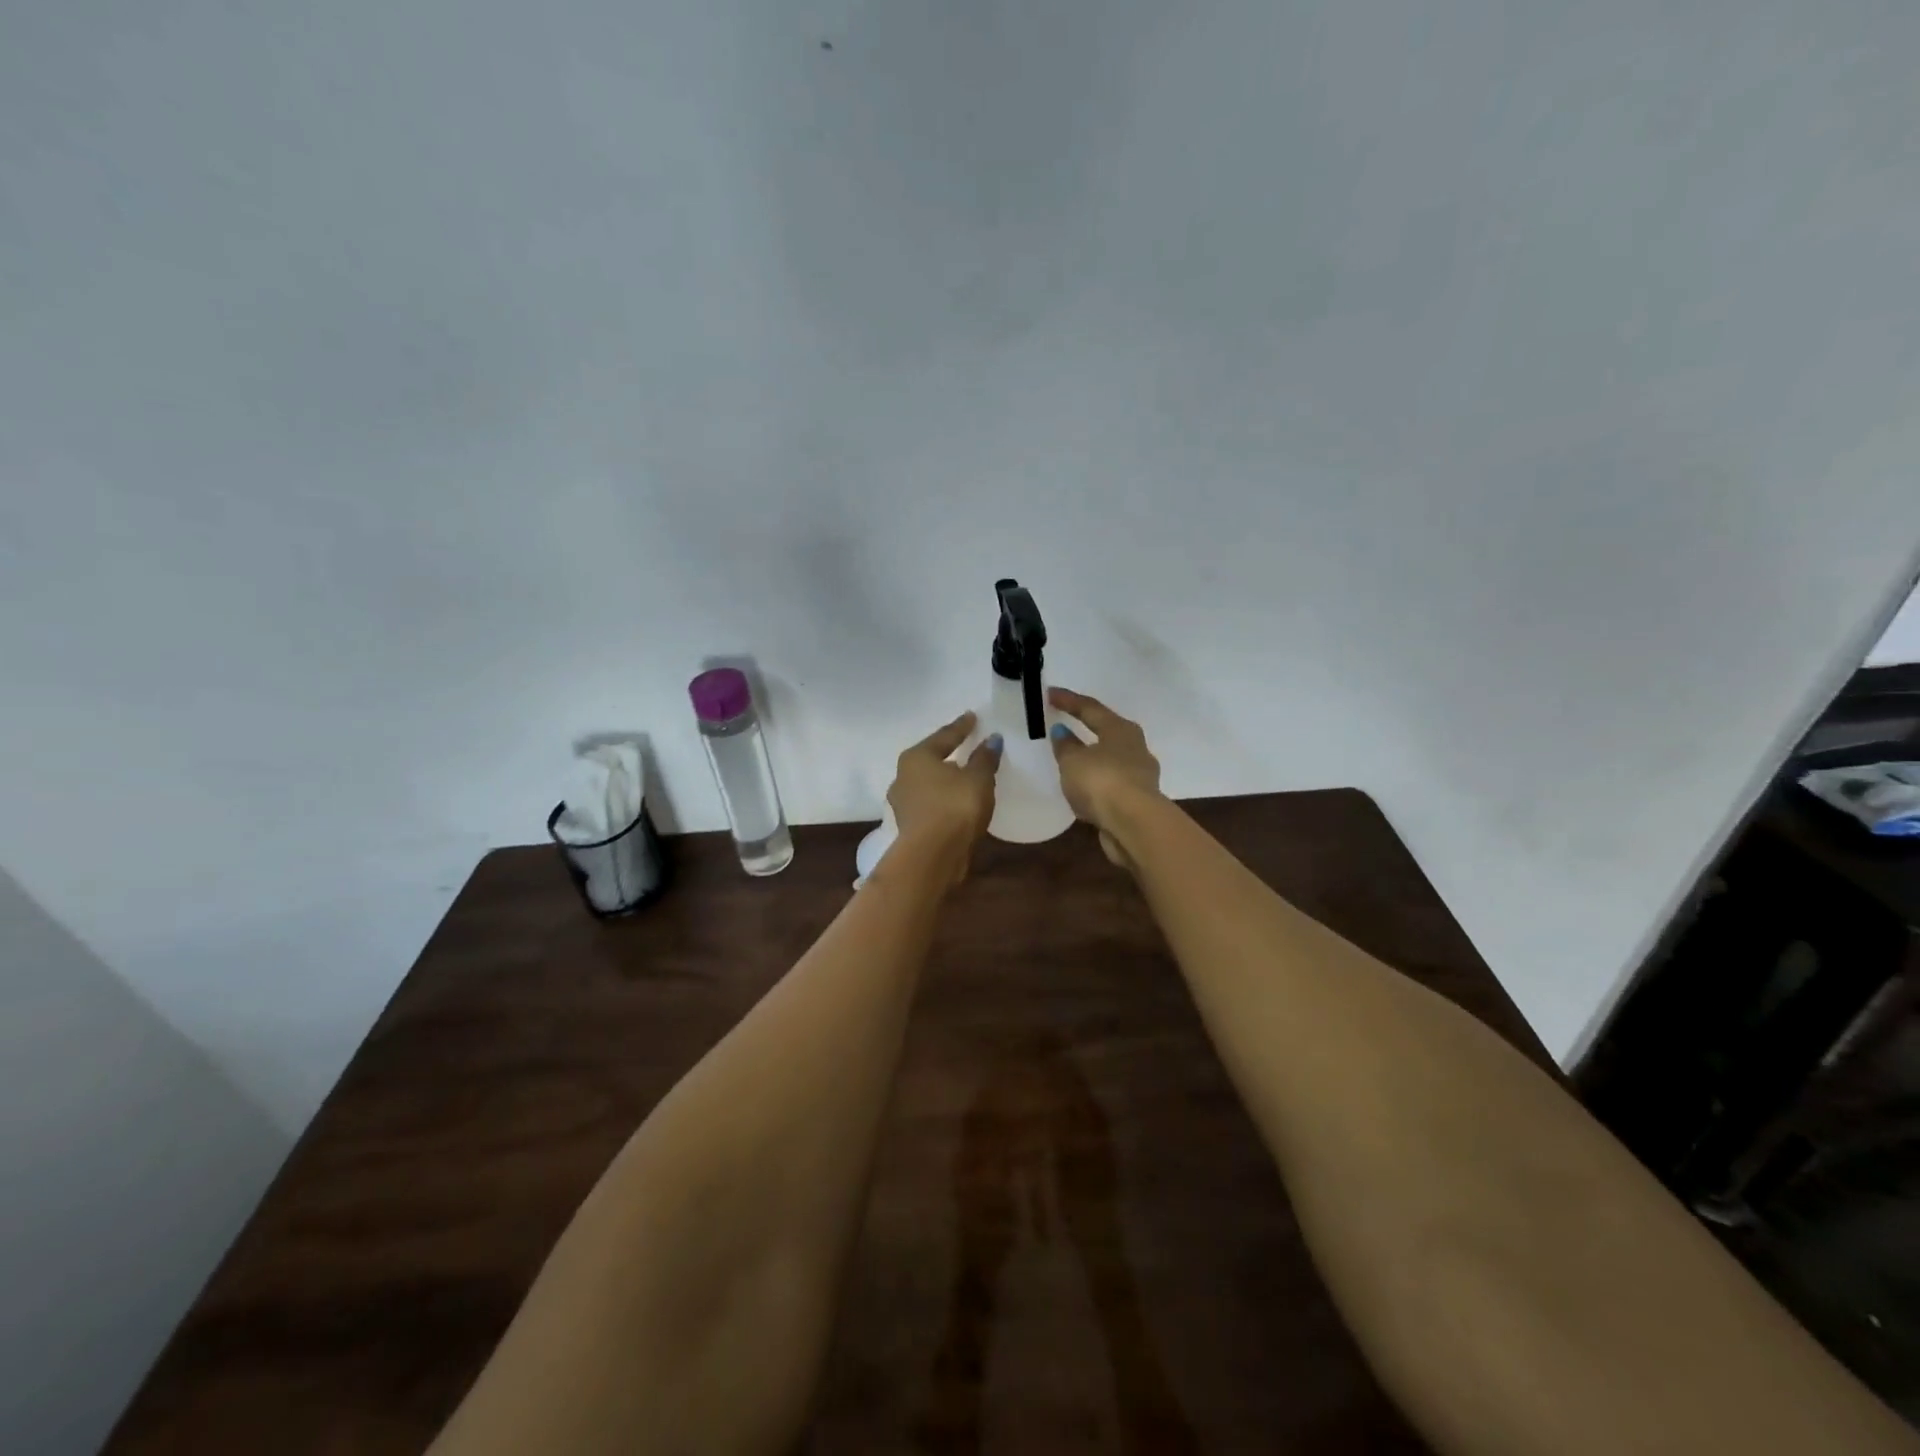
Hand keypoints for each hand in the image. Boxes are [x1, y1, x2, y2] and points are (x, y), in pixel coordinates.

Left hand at [886, 712, 1002, 870]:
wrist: (933, 855)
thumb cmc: (955, 806)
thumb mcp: (978, 778)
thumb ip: (985, 758)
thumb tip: (992, 740)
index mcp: (916, 757)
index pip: (944, 736)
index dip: (961, 727)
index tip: (972, 717)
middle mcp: (903, 776)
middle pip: (930, 759)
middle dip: (948, 753)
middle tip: (966, 745)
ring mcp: (904, 803)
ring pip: (928, 783)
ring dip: (945, 779)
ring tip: (964, 775)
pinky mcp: (910, 826)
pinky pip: (931, 803)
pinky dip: (944, 799)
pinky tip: (957, 801)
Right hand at [1047, 688, 1162, 867]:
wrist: (1134, 825)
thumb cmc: (1102, 782)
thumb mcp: (1073, 761)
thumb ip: (1065, 745)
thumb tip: (1062, 732)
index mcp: (1121, 730)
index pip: (1090, 708)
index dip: (1068, 700)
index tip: (1049, 694)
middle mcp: (1135, 747)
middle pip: (1107, 731)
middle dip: (1085, 728)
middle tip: (1064, 725)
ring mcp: (1140, 775)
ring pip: (1111, 759)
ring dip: (1092, 758)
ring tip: (1071, 760)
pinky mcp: (1138, 800)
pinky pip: (1111, 783)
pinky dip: (1096, 782)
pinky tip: (1084, 789)